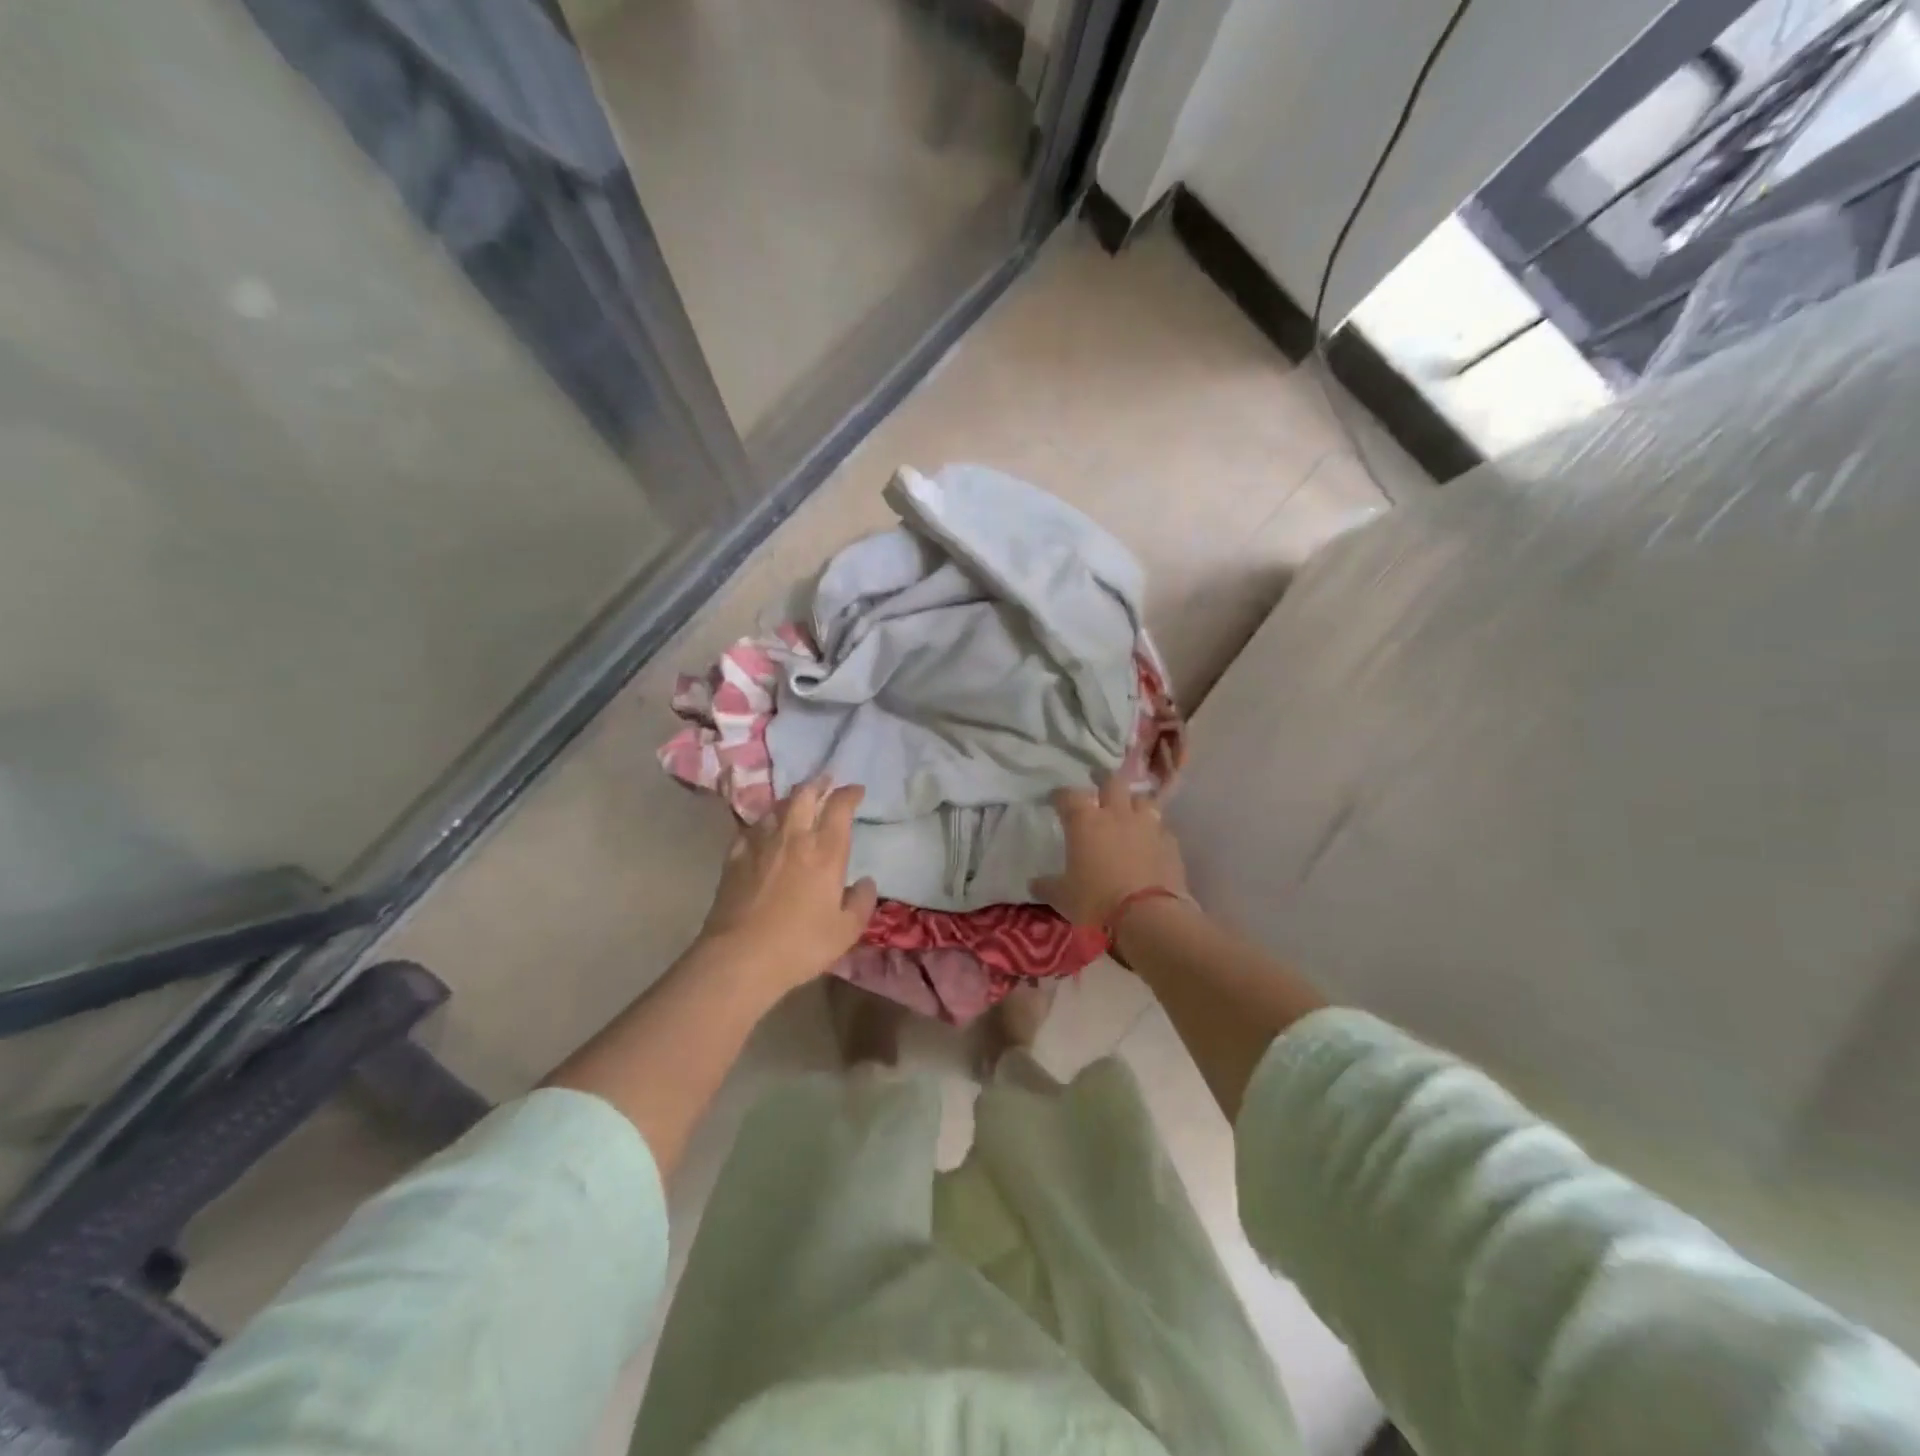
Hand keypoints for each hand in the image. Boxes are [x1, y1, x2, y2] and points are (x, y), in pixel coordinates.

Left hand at [697, 778, 878, 993]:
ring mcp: (760, 843)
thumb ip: (861, 902)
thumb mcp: (846, 930)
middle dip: (817, 783)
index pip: (839, 806)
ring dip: (790, 800)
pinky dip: (763, 824)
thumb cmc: (801, 944)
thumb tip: (866, 882)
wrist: (740, 957)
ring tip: (796, 804)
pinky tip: (764, 832)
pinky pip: (751, 828)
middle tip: (825, 782)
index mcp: (825, 851)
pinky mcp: (734, 857)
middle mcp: (793, 837)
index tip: (856, 791)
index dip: (849, 793)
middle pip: (804, 794)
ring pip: (776, 807)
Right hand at [1032, 774, 1188, 928]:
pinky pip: (1160, 827)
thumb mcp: (1063, 897)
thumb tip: (1033, 884)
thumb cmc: (1096, 901)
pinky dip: (1153, 830)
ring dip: (1133, 802)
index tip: (1055, 799)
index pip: (1068, 795)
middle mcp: (1116, 814)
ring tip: (1129, 810)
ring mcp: (1147, 825)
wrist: (1148, 916)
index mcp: (1084, 821)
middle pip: (1111, 781)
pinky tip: (1150, 841)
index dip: (1060, 795)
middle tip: (1098, 785)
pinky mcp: (1170, 842)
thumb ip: (1047, 886)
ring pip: (1142, 798)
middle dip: (1103, 780)